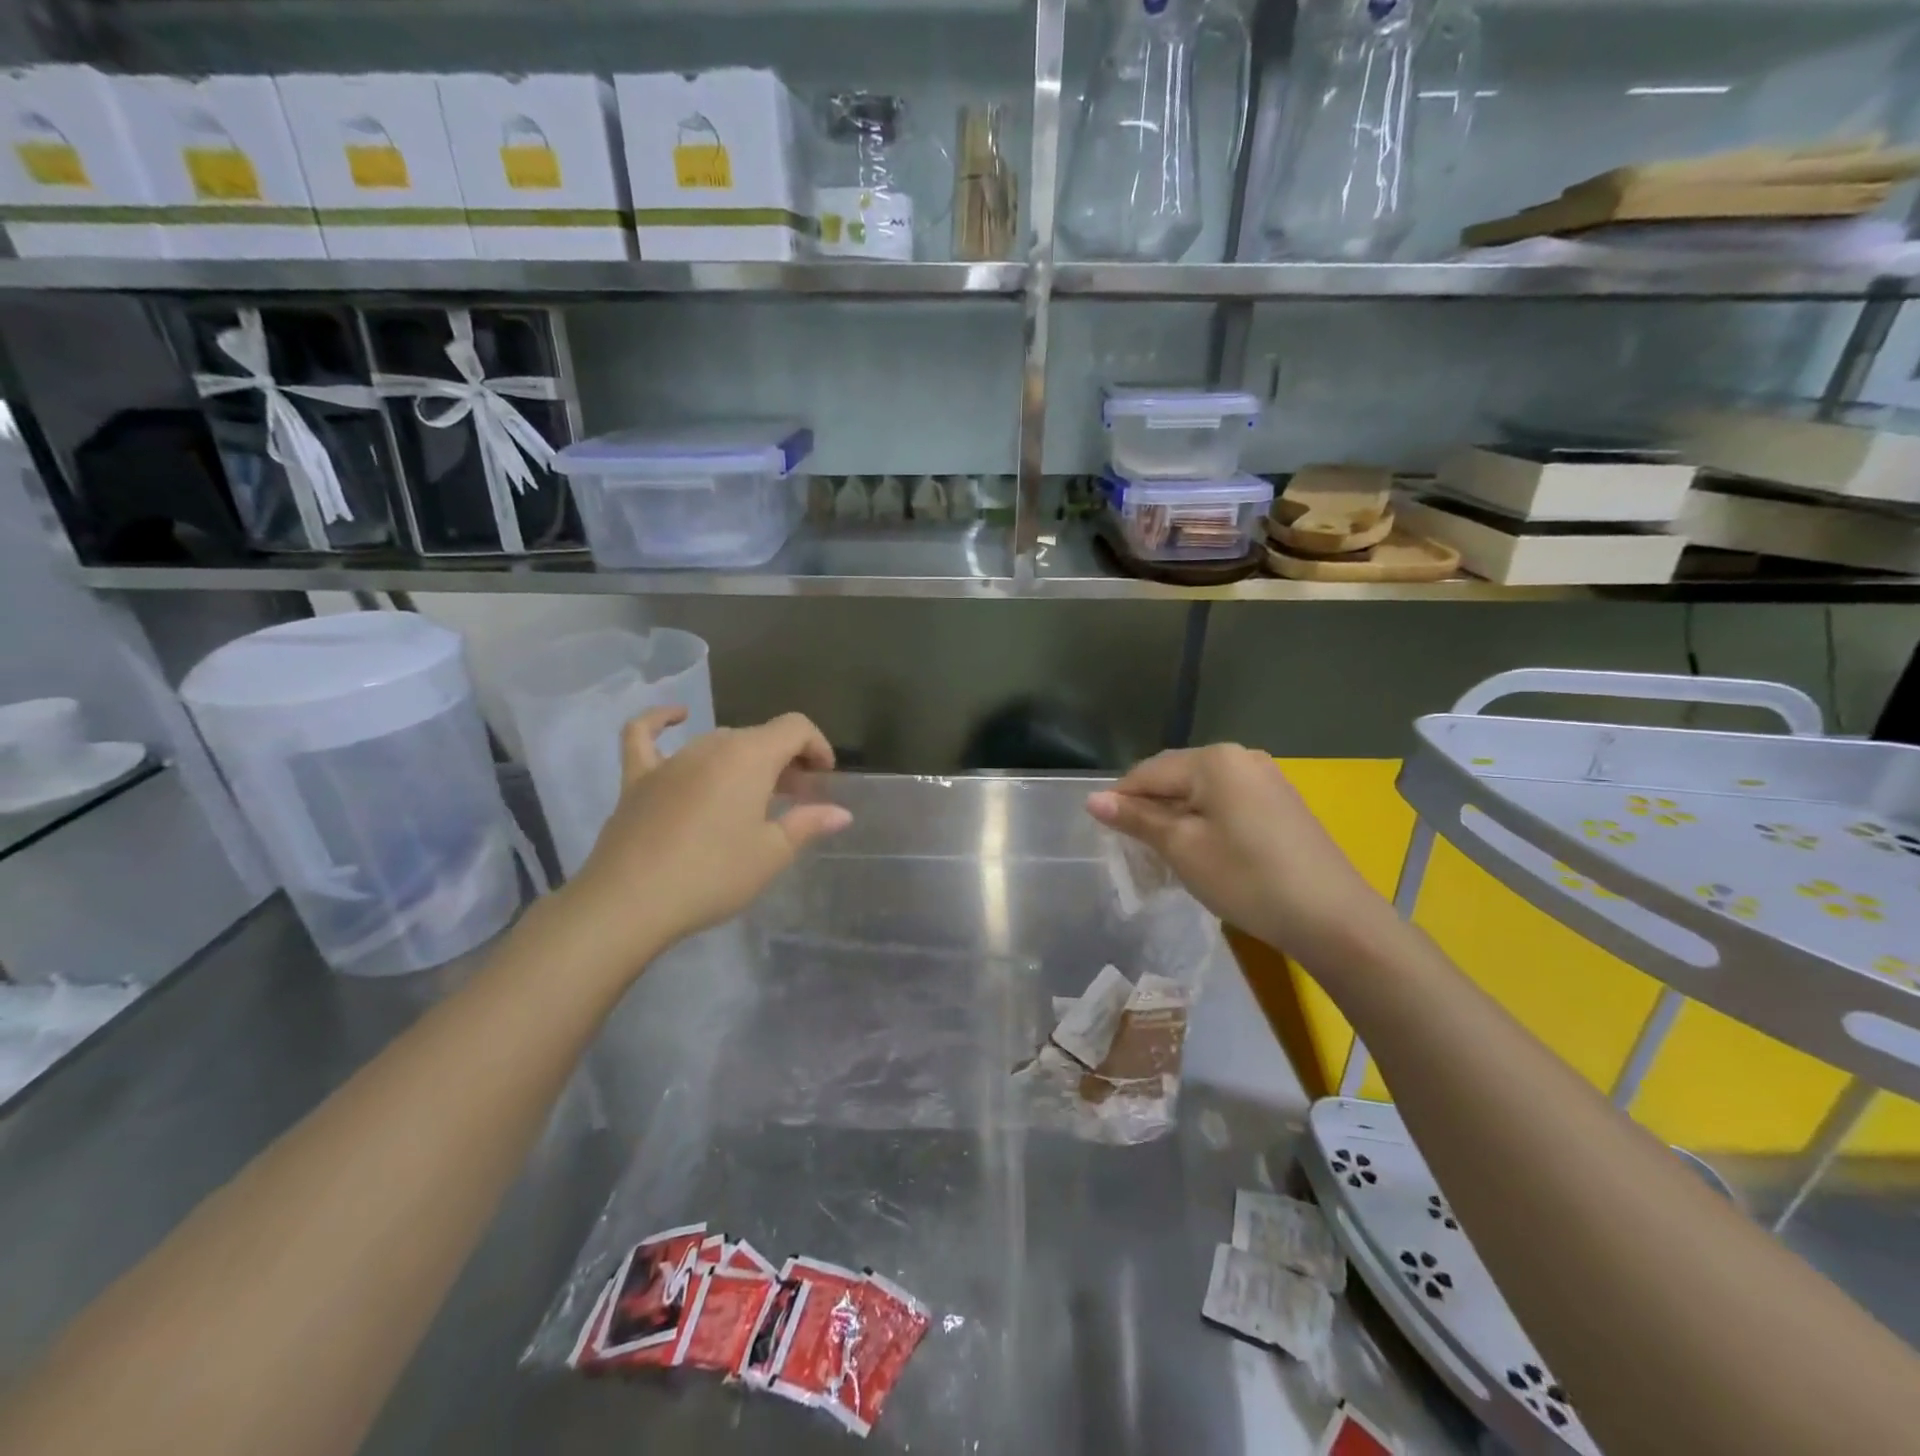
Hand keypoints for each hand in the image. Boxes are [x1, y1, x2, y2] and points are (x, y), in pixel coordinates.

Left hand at [555, 710, 851, 978]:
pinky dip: (661, 721)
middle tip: (795, 799)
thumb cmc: (713, 875)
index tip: (824, 779)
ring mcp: (671, 760)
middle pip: (759, 737)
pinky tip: (676, 717)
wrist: (630, 902)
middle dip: (785, 761)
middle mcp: (712, 746)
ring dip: (744, 759)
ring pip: (718, 742)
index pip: (795, 728)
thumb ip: (808, 824)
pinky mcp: (637, 778)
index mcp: (750, 757)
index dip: (817, 746)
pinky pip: (646, 736)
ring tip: (753, 794)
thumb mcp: (771, 853)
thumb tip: (841, 813)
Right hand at [1086, 745, 1393, 964]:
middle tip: (1134, 849)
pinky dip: (1206, 820)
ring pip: (1202, 790)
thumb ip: (1137, 819)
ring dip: (1177, 816)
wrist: (1333, 918)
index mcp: (1213, 759)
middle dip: (1150, 808)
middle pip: (1175, 776)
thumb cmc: (1246, 878)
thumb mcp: (1182, 848)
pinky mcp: (1281, 801)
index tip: (1104, 834)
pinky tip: (1203, 850)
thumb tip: (1093, 799)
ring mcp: (1266, 777)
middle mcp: (1241, 756)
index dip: (1121, 801)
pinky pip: (1227, 801)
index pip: (1147, 772)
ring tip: (1165, 853)